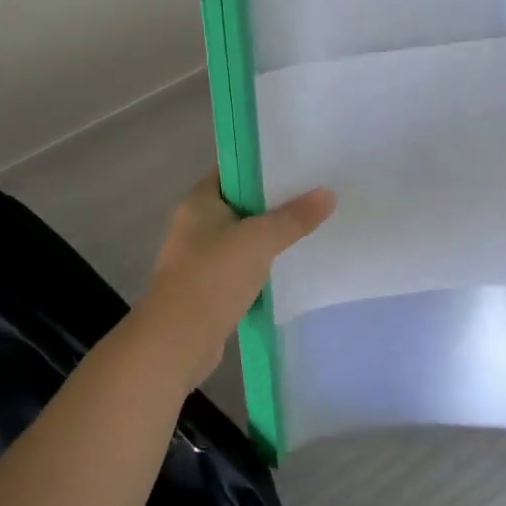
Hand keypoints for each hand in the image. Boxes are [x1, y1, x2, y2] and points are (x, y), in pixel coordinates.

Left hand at [137, 173, 334, 385]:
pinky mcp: (210, 288)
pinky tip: (292, 266)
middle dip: (275, 202)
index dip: (263, 165)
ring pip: (243, 238)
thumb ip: (294, 218)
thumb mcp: (259, 241)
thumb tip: (328, 193)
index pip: (232, 171)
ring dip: (271, 237)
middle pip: (241, 204)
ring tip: (312, 227)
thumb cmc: (212, 279)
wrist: (177, 342)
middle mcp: (195, 225)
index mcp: (199, 203)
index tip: (300, 164)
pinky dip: (263, 266)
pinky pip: (242, 268)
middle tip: (316, 194)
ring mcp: (201, 259)